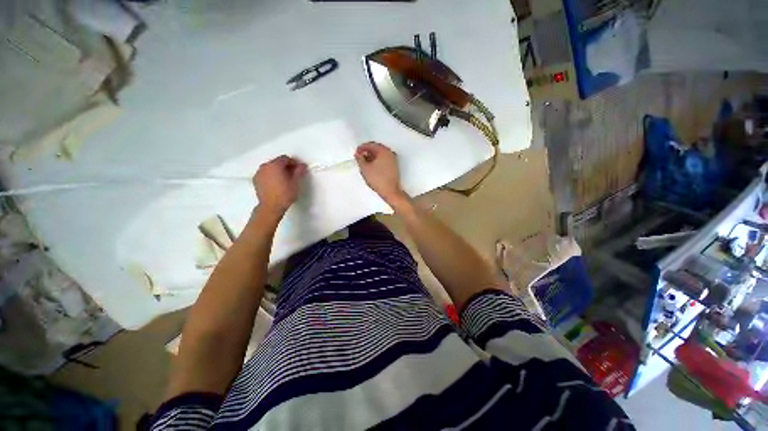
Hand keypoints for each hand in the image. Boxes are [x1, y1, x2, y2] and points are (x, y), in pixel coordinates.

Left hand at [253, 155, 307, 216]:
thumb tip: (302, 165)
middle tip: (293, 174)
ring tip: (285, 179)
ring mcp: (259, 173)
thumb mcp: (296, 183)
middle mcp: (265, 166)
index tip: (299, 169)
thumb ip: (299, 171)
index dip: (294, 162)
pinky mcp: (256, 180)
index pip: (285, 158)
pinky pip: (265, 174)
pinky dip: (271, 176)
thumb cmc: (285, 194)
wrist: (271, 207)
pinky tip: (277, 183)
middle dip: (285, 166)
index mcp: (275, 165)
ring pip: (270, 168)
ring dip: (278, 171)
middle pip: (277, 162)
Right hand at [355, 142, 406, 204]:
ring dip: (372, 157)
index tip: (356, 152)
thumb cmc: (379, 180)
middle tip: (359, 157)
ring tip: (365, 164)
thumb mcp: (365, 168)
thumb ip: (359, 159)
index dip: (361, 148)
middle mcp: (390, 153)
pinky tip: (372, 168)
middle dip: (367, 152)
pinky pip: (384, 160)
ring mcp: (393, 160)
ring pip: (380, 155)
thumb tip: (358, 155)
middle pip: (376, 148)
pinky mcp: (394, 167)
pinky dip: (377, 161)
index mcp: (384, 151)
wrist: (391, 191)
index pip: (371, 145)